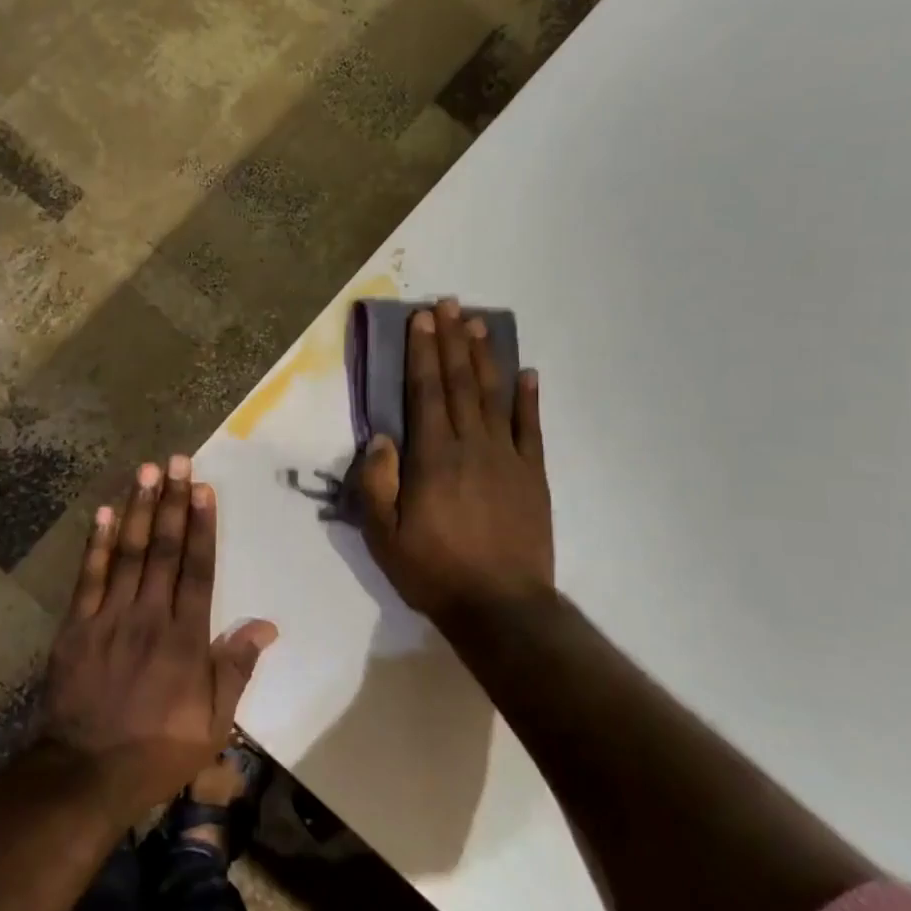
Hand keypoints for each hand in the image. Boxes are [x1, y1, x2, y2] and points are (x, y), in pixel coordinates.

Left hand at [40, 457, 276, 817]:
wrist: (86, 774)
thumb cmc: (158, 750)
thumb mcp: (214, 723)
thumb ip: (237, 669)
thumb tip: (267, 625)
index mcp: (185, 638)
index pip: (198, 569)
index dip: (202, 526)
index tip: (204, 488)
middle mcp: (149, 616)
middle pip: (162, 550)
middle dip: (171, 502)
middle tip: (176, 461)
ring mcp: (109, 618)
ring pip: (126, 553)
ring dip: (137, 509)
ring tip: (146, 471)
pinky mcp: (76, 626)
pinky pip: (88, 577)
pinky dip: (96, 543)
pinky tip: (103, 513)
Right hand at [356, 299, 554, 630]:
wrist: (502, 607)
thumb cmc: (434, 571)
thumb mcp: (384, 535)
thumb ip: (377, 482)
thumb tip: (381, 437)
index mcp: (434, 457)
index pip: (426, 392)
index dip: (422, 353)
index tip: (422, 319)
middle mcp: (472, 446)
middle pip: (460, 383)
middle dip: (451, 340)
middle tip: (448, 304)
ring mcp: (508, 458)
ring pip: (495, 396)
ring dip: (486, 357)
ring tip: (478, 323)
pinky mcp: (533, 476)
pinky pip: (531, 428)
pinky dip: (529, 399)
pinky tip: (528, 373)